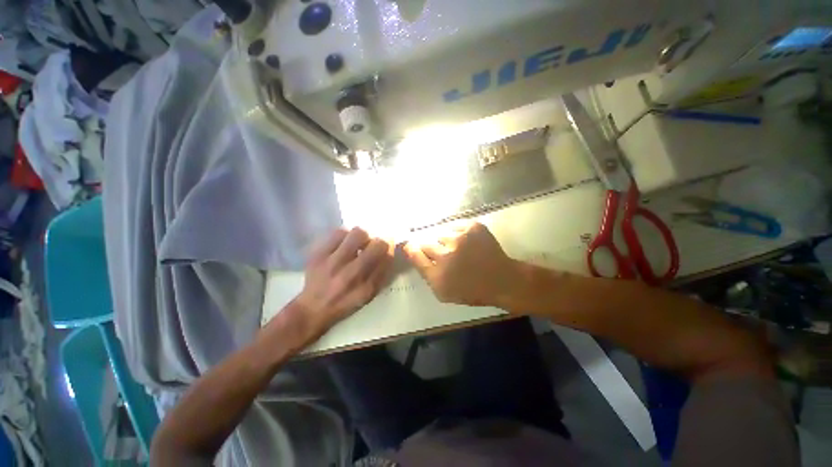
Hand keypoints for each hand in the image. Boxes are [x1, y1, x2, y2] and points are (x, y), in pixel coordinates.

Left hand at [295, 227, 392, 332]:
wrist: (313, 307)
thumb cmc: (346, 302)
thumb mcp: (368, 295)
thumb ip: (381, 275)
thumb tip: (389, 252)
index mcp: (365, 287)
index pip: (386, 259)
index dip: (389, 250)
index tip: (386, 250)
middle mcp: (351, 274)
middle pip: (375, 245)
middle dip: (378, 242)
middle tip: (372, 246)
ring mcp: (333, 262)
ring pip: (357, 234)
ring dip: (361, 237)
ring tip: (357, 244)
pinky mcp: (318, 254)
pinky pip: (338, 233)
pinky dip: (345, 236)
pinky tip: (343, 244)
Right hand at [404, 223, 514, 306]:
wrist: (501, 280)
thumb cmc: (471, 290)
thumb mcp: (443, 292)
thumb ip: (425, 272)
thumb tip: (412, 251)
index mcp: (438, 274)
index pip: (415, 254)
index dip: (412, 249)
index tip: (411, 246)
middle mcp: (447, 254)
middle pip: (425, 242)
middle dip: (429, 247)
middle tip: (441, 253)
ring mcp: (461, 238)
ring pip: (440, 234)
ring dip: (444, 240)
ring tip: (455, 248)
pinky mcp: (473, 227)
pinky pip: (454, 225)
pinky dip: (456, 232)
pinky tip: (464, 241)